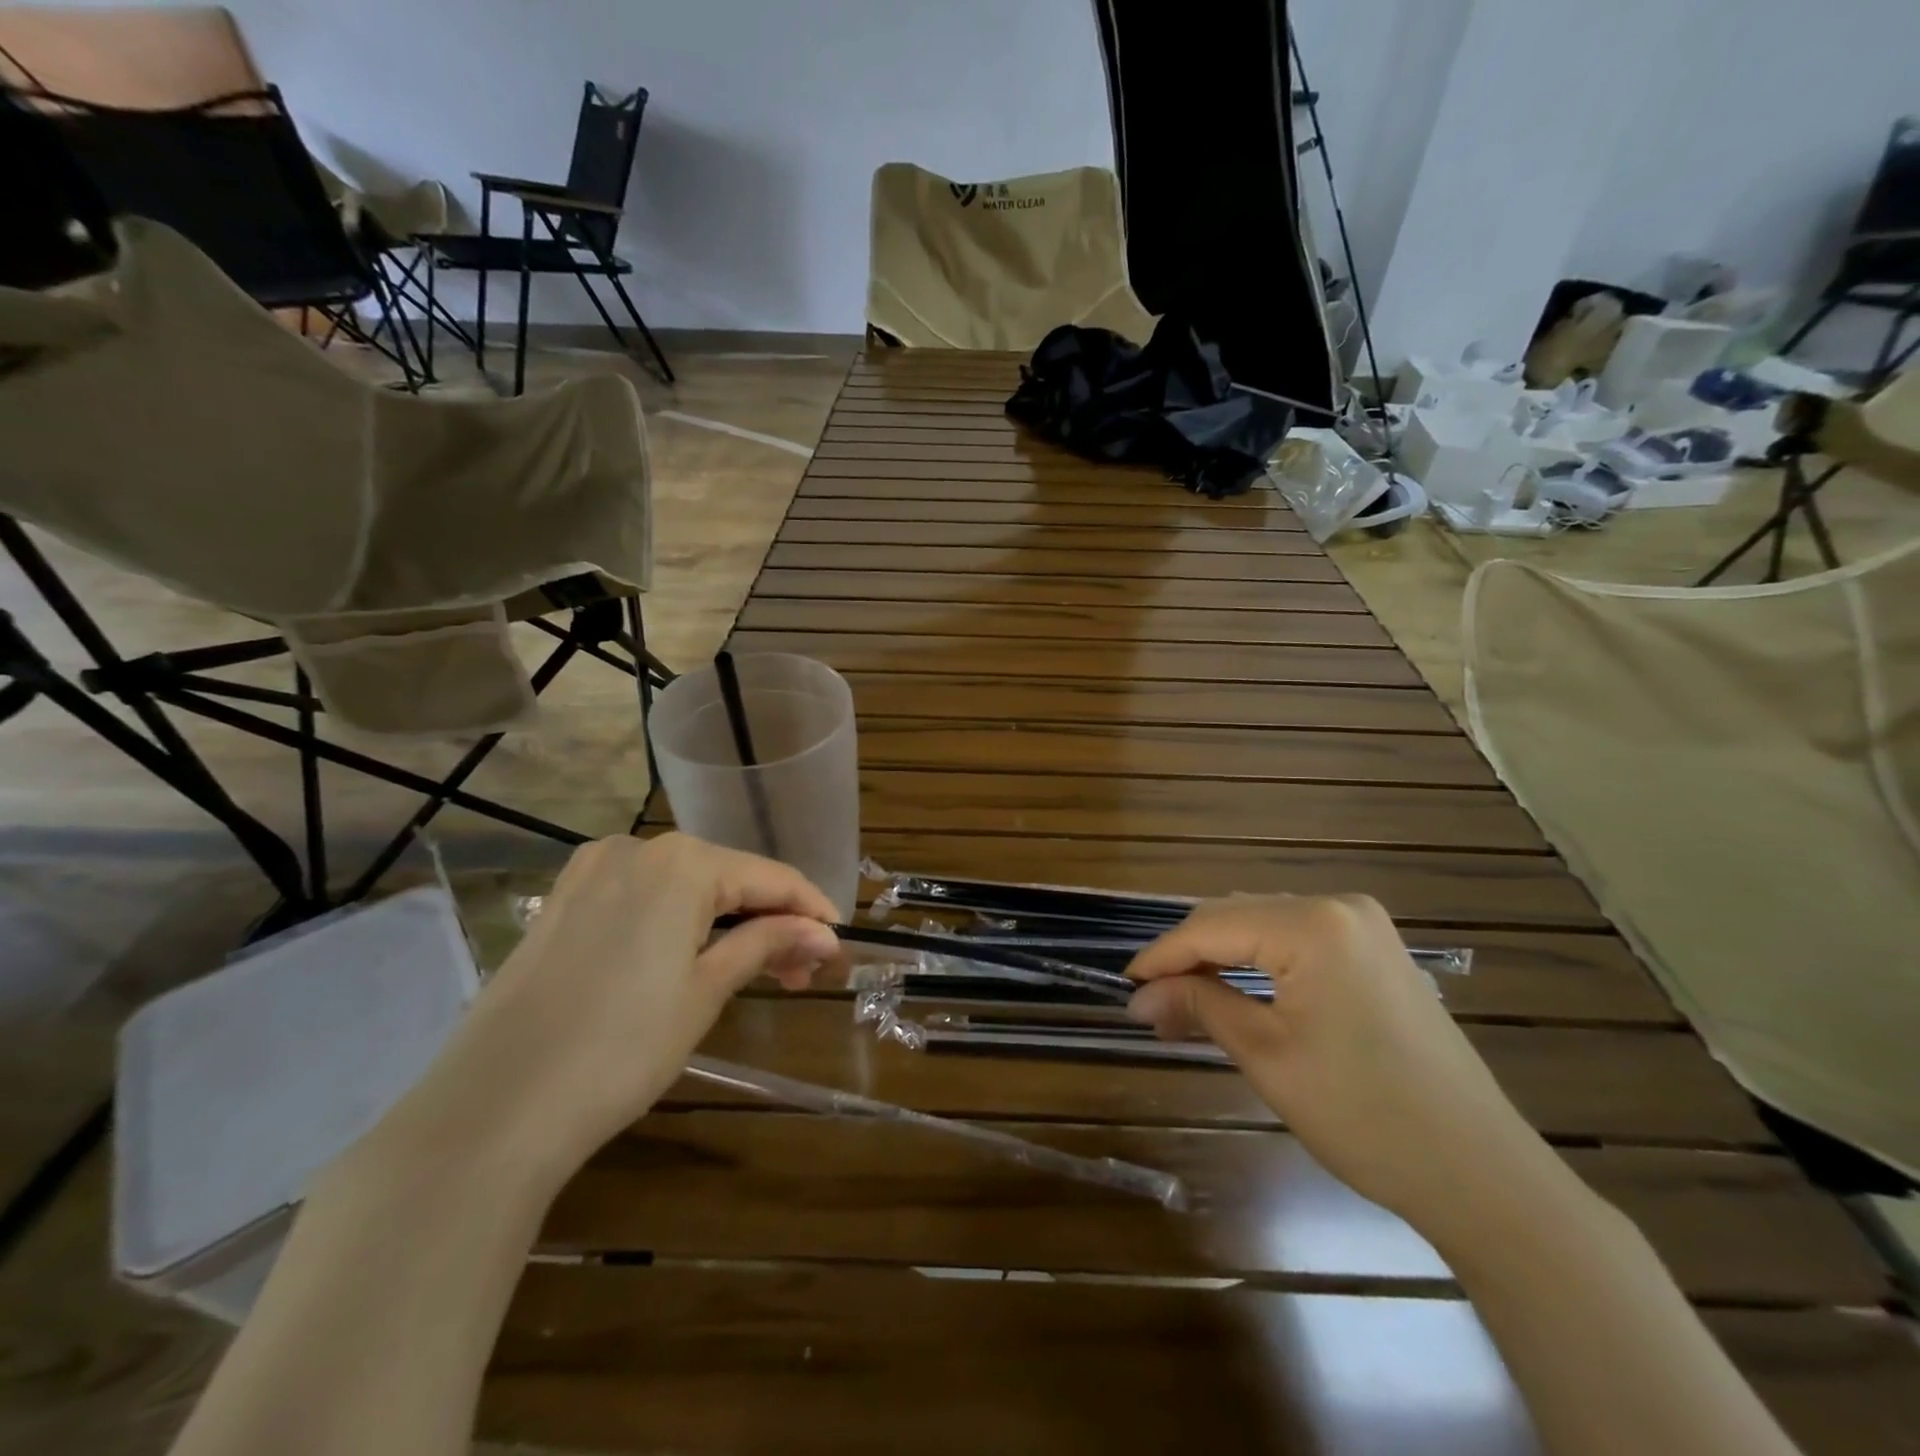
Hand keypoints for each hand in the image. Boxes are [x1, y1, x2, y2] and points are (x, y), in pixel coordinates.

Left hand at [369, 834, 838, 1186]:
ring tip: (755, 973)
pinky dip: (679, 924)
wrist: (492, 1110)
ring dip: (726, 924)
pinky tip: (693, 960)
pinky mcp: (562, 903)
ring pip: (685, 888)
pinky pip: (642, 899)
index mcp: (681, 861)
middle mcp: (636, 849)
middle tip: (800, 975)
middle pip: (727, 878)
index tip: (839, 944)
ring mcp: (591, 873)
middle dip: (769, 922)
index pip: (770, 877)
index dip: (811, 909)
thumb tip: (824, 935)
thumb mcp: (706, 991)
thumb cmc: (620, 1047)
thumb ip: (768, 945)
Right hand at [1127, 895, 1563, 1243]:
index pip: (1212, 925)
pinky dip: (1259, 965)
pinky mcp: (1378, 954)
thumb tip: (1140, 997)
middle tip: (1152, 1003)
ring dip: (1222, 960)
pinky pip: (1298, 943)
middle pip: (1238, 917)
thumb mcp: (1266, 1056)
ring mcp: (1366, 928)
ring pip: (1265, 927)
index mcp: (1313, 923)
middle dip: (1190, 957)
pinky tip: (1236, 992)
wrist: (1481, 1175)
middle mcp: (1340, 907)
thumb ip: (1199, 1006)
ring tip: (1184, 1002)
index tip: (1126, 984)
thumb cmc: (1364, 1115)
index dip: (1162, 955)